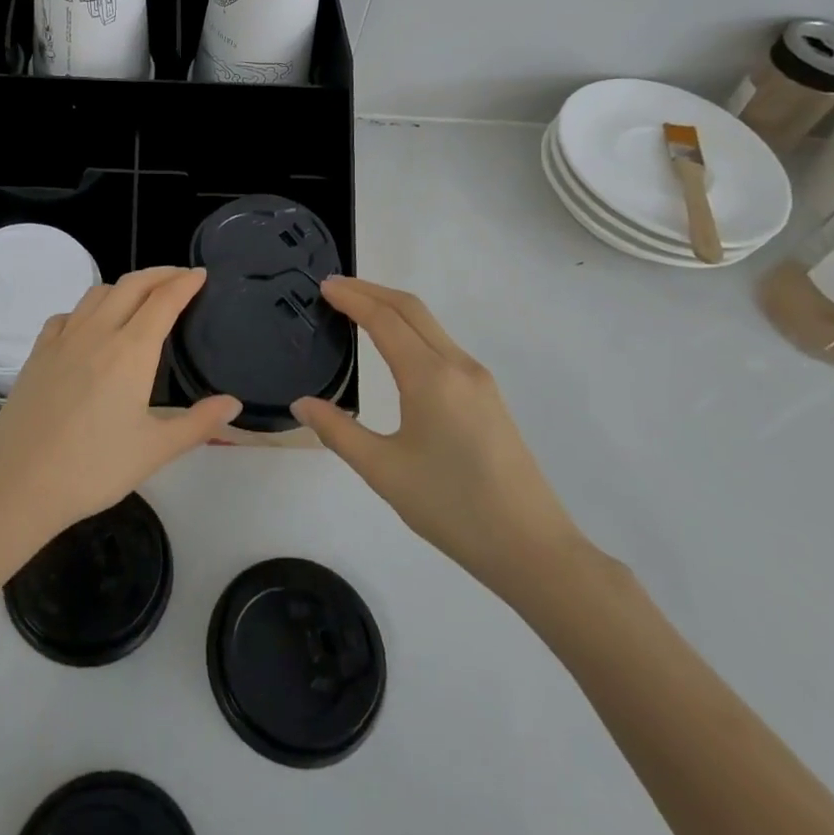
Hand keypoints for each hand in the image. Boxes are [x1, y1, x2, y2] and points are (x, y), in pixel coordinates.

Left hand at [0, 266, 240, 546]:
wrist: (19, 484)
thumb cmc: (93, 469)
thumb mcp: (155, 450)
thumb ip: (199, 423)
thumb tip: (234, 403)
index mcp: (131, 351)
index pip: (164, 300)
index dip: (185, 283)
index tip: (200, 274)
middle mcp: (97, 333)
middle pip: (132, 285)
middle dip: (159, 274)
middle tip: (179, 277)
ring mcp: (63, 340)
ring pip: (97, 294)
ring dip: (125, 286)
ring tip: (140, 297)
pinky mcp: (37, 353)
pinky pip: (67, 315)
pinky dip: (87, 308)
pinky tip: (89, 326)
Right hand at [291, 277, 587, 601]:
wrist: (532, 548)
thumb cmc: (452, 508)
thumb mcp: (383, 471)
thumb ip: (338, 431)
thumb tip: (302, 404)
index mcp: (430, 377)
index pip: (384, 319)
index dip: (352, 298)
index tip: (323, 286)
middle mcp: (458, 366)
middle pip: (411, 309)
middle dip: (371, 291)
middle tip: (333, 288)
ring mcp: (479, 380)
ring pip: (431, 326)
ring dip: (392, 309)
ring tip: (357, 311)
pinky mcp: (489, 397)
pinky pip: (443, 346)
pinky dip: (411, 331)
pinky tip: (395, 349)